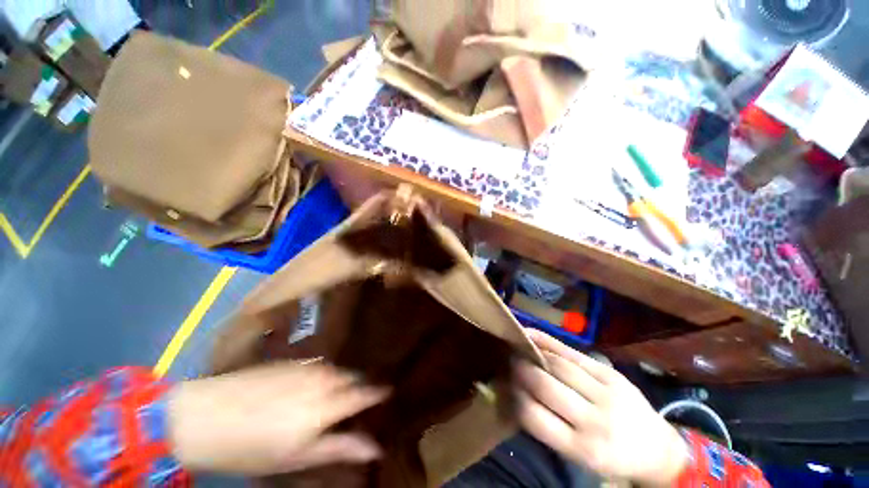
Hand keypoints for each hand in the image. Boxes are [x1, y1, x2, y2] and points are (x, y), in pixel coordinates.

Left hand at [168, 361, 388, 474]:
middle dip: (360, 388)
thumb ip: (340, 448)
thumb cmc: (252, 448)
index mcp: (328, 404)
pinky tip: (313, 385)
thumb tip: (376, 448)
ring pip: (337, 370)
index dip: (379, 393)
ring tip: (337, 394)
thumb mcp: (298, 457)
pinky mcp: (292, 361)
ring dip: (343, 381)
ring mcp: (308, 366)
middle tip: (359, 401)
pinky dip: (326, 374)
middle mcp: (324, 379)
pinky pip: (320, 365)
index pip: (365, 394)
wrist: (205, 416)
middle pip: (353, 379)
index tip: (388, 393)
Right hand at [514, 329, 687, 486]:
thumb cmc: (610, 457)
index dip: (515, 397)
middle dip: (522, 369)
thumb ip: (549, 427)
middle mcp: (594, 421)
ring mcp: (606, 394)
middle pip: (546, 385)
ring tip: (519, 347)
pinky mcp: (612, 375)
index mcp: (582, 449)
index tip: (506, 385)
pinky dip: (550, 342)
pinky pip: (574, 354)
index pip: (534, 416)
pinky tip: (533, 334)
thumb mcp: (579, 455)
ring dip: (534, 353)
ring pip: (559, 366)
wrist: (657, 450)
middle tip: (508, 361)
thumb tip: (516, 395)